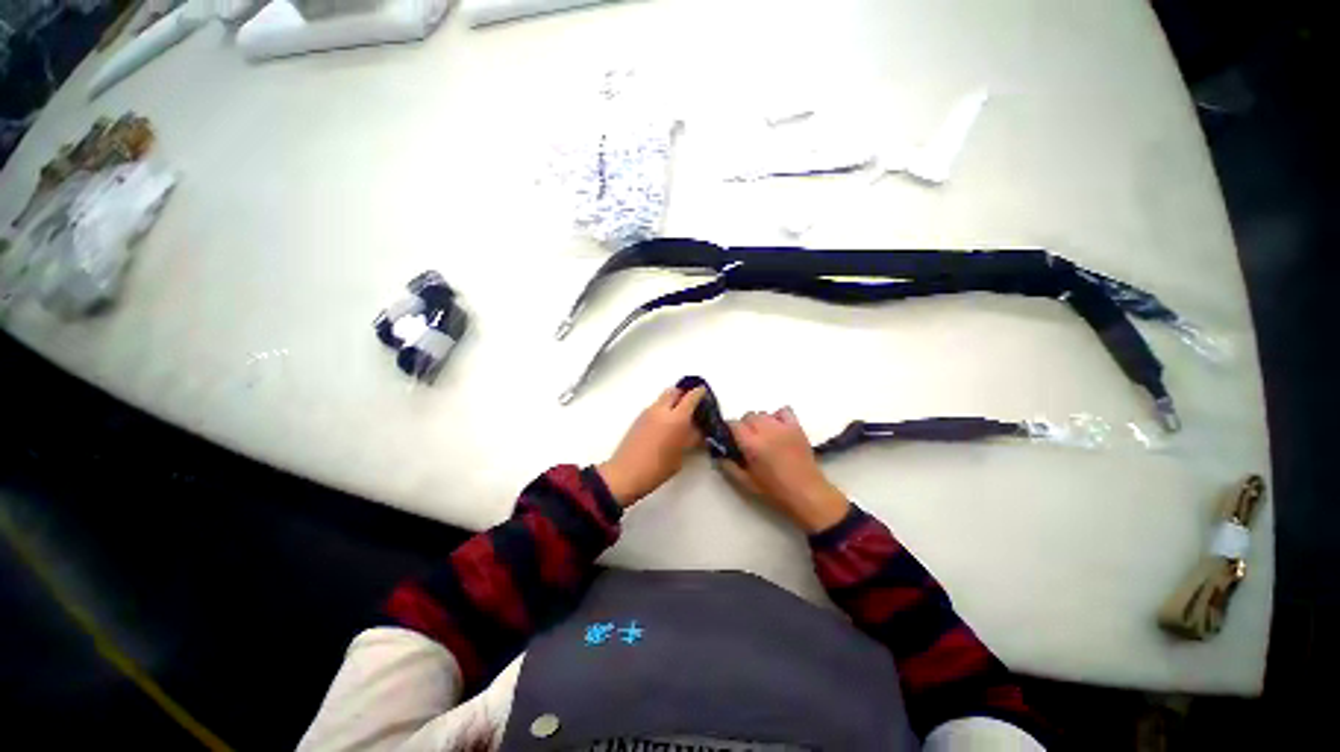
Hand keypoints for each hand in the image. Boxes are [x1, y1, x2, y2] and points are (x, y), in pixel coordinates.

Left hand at [597, 385, 707, 506]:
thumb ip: (690, 438)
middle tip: (690, 404)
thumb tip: (696, 431)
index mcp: (676, 418)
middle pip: (674, 391)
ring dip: (671, 402)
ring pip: (663, 398)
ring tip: (678, 417)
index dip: (699, 393)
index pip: (691, 397)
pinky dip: (662, 410)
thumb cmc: (657, 468)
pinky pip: (654, 407)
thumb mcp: (681, 455)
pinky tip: (665, 425)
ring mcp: (648, 413)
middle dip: (683, 394)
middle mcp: (662, 410)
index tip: (704, 393)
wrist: (626, 474)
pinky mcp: (638, 419)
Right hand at [718, 407, 849, 533]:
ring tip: (763, 435)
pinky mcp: (796, 427)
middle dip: (744, 426)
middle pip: (748, 416)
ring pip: (763, 413)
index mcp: (752, 444)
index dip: (729, 430)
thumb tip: (719, 455)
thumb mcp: (747, 483)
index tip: (730, 438)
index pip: (733, 424)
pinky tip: (778, 428)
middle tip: (747, 440)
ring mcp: (782, 427)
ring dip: (759, 422)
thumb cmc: (775, 490)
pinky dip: (777, 416)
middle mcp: (766, 431)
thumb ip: (729, 467)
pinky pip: (783, 411)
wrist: (807, 493)